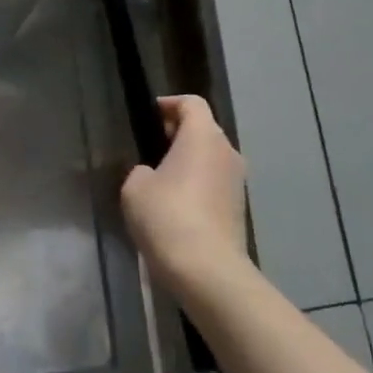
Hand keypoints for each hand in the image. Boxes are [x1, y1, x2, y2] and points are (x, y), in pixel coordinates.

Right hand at [120, 95, 250, 300]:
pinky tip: (174, 204)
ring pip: (210, 158)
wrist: (206, 269)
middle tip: (150, 146)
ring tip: (159, 178)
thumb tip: (153, 175)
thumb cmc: (167, 216)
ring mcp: (237, 182)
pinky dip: (196, 184)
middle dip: (178, 133)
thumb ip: (142, 171)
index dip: (169, 104)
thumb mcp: (135, 187)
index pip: (191, 103)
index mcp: (203, 136)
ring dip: (188, 161)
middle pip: (204, 129)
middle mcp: (227, 152)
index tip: (148, 116)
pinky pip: (214, 183)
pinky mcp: (238, 208)